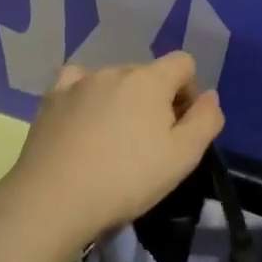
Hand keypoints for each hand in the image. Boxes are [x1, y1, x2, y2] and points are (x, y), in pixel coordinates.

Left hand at [1, 53, 223, 243]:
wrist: (55, 197)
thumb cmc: (127, 179)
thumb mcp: (183, 157)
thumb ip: (206, 121)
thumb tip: (210, 96)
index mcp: (150, 79)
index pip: (183, 63)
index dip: (190, 91)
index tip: (181, 126)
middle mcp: (114, 70)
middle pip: (147, 74)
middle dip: (155, 100)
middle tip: (148, 143)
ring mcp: (79, 82)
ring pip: (112, 81)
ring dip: (121, 100)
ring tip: (112, 139)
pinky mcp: (51, 98)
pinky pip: (76, 84)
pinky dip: (85, 96)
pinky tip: (82, 119)